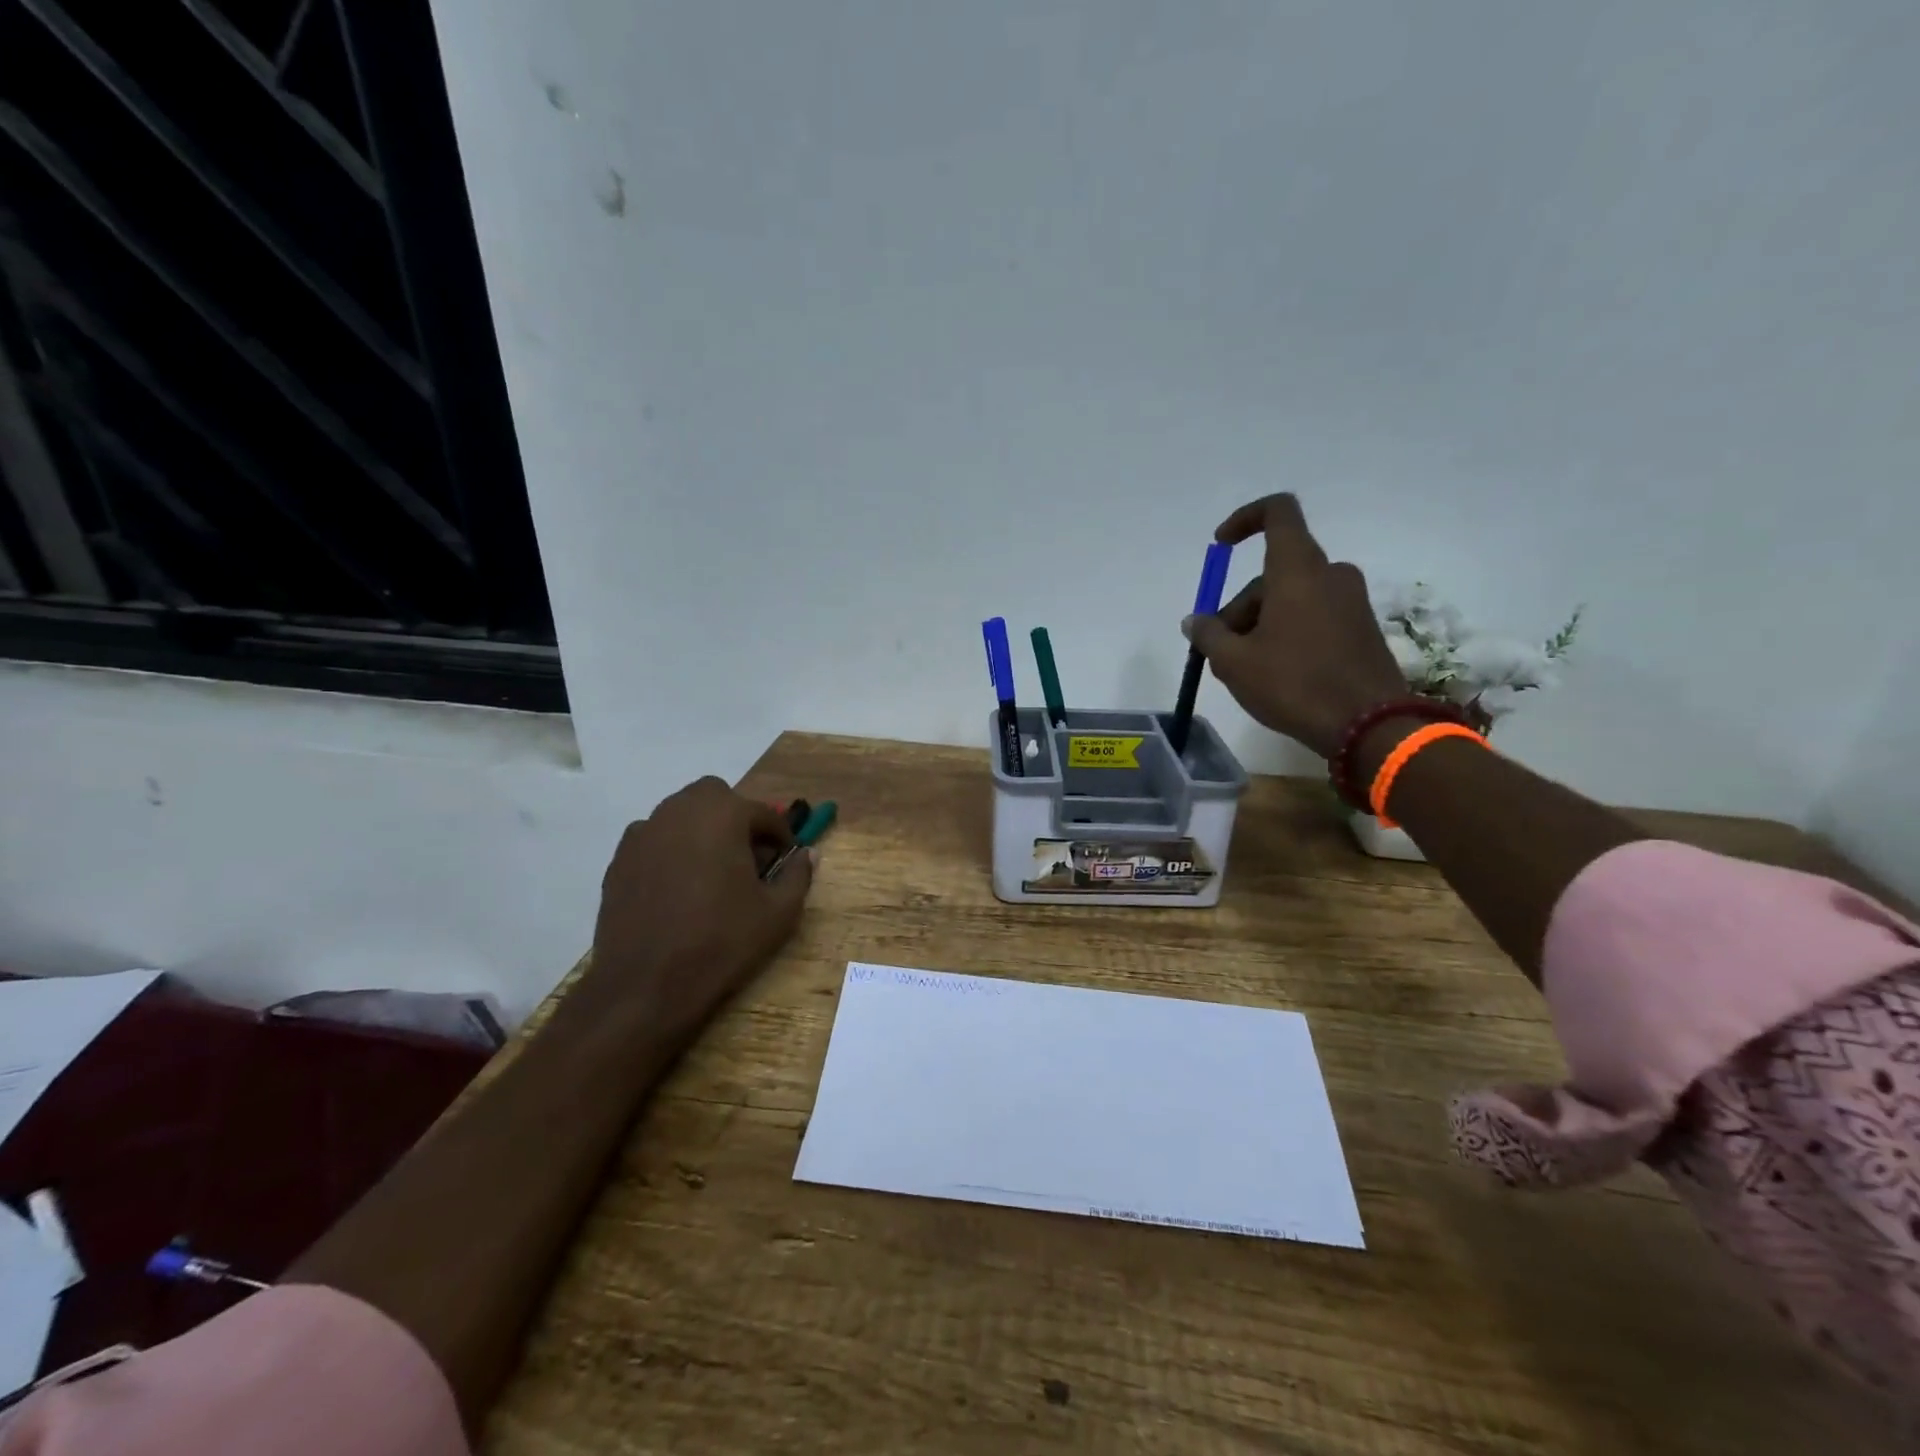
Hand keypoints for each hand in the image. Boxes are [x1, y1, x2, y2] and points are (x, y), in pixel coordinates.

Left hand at [582, 776, 813, 1041]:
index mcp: (723, 815)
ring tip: (712, 871)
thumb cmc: (721, 942)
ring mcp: (644, 833)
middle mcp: (680, 811)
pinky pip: (654, 839)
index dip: (781, 836)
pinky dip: (671, 849)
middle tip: (747, 857)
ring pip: (681, 814)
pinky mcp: (619, 859)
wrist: (645, 985)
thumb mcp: (778, 913)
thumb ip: (798, 875)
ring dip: (702, 829)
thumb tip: (807, 855)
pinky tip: (678, 887)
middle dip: (736, 818)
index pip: (764, 812)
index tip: (786, 861)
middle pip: (716, 797)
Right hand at [1181, 494, 1407, 759]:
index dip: (1245, 519)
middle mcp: (1329, 574)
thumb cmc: (1294, 684)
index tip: (1221, 545)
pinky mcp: (1361, 628)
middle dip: (1240, 606)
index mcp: (1298, 570)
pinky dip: (1287, 633)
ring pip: (1291, 598)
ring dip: (1260, 624)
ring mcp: (1350, 601)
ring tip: (1243, 671)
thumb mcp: (1234, 663)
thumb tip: (1195, 621)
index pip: (1277, 513)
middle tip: (1220, 651)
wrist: (1369, 725)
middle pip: (1273, 573)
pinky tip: (1274, 673)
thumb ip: (1208, 635)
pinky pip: (1313, 616)